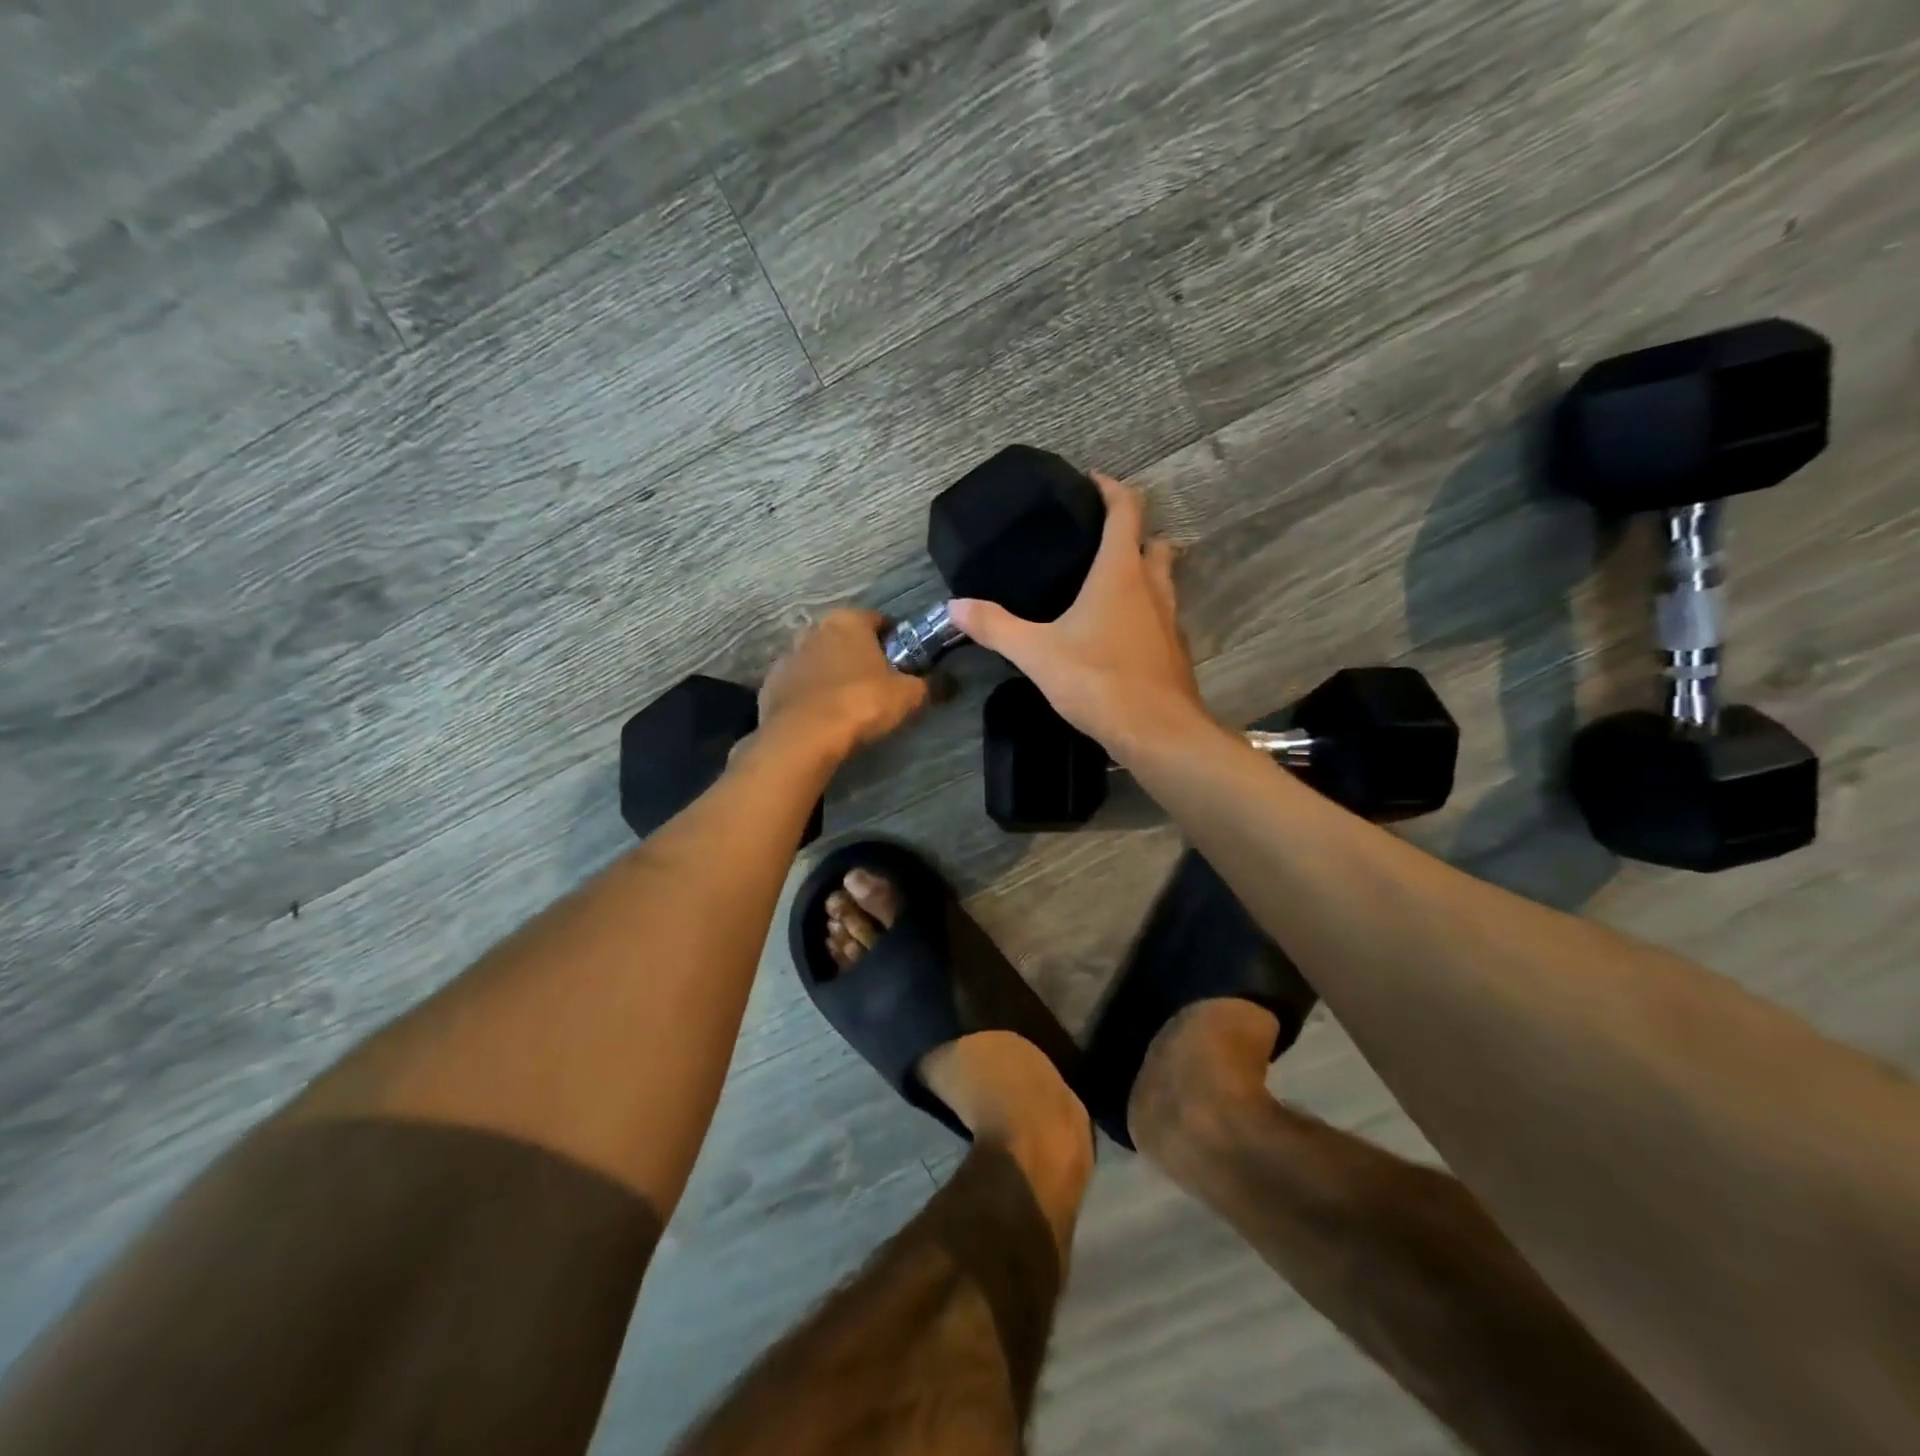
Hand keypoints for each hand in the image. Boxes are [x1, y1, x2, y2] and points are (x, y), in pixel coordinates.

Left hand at [758, 608, 929, 760]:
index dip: (895, 641)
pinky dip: (811, 695)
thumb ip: (931, 685)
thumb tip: (952, 682)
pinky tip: (822, 717)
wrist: (803, 738)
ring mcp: (787, 656)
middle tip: (879, 685)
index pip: (879, 620)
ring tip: (848, 704)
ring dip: (832, 674)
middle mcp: (814, 629)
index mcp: (848, 620)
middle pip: (845, 639)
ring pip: (819, 660)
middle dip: (861, 656)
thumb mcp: (908, 696)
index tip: (904, 664)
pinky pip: (799, 685)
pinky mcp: (770, 685)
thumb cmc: (860, 703)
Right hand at [948, 472, 1212, 759]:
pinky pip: (1163, 616)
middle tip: (1101, 538)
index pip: (1127, 511)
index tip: (1093, 481)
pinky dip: (1147, 611)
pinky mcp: (1174, 651)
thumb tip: (954, 606)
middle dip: (1134, 532)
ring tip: (1109, 582)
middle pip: (1155, 542)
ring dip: (1145, 571)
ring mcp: (1170, 620)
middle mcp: (1153, 587)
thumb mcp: (1036, 653)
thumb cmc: (1099, 681)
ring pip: (1164, 579)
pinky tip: (1121, 632)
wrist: (1157, 732)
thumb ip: (995, 627)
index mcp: (1121, 573)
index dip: (1112, 489)